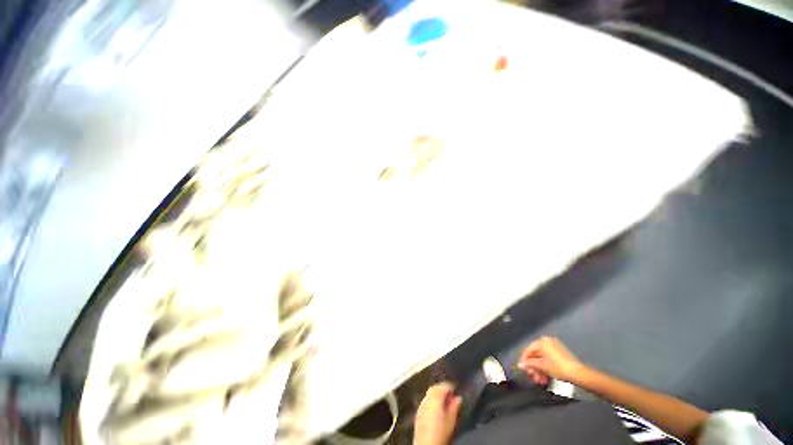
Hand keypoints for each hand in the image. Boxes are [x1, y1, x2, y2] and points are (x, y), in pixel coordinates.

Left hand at [414, 382, 462, 444]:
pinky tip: (436, 408)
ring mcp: (421, 404)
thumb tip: (458, 398)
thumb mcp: (451, 420)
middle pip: (435, 387)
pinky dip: (432, 400)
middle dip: (443, 389)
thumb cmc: (440, 433)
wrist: (426, 444)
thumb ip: (455, 407)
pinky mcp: (418, 411)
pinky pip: (426, 400)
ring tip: (445, 401)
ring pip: (430, 393)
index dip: (451, 386)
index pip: (444, 385)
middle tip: (451, 395)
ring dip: (437, 394)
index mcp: (436, 397)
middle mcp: (427, 397)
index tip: (457, 390)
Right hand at [518, 336, 584, 384]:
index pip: (528, 350)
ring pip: (541, 359)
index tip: (524, 371)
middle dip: (533, 368)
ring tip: (540, 381)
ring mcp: (553, 348)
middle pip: (535, 355)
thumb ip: (529, 364)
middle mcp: (546, 342)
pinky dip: (545, 368)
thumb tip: (519, 365)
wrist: (577, 373)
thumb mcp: (541, 366)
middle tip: (533, 378)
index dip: (524, 361)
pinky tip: (546, 378)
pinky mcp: (559, 354)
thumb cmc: (557, 367)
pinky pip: (548, 359)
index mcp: (541, 342)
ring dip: (539, 370)